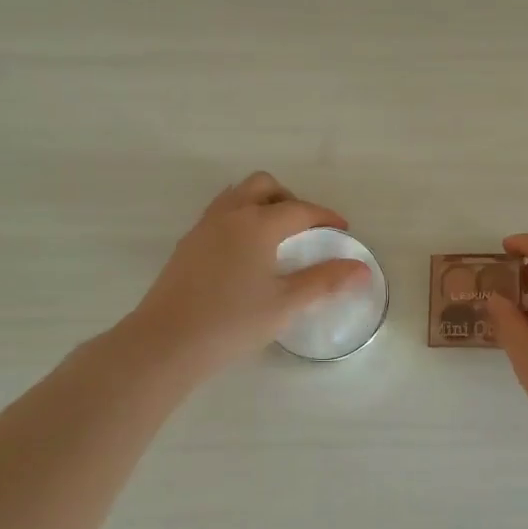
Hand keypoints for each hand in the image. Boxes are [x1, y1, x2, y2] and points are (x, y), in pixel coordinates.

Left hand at [127, 172, 369, 378]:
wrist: (166, 343)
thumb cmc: (232, 322)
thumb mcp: (286, 304)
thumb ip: (325, 281)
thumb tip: (362, 268)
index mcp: (257, 224)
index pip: (299, 209)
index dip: (325, 216)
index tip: (342, 229)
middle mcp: (229, 215)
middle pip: (263, 186)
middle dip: (289, 198)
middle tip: (305, 227)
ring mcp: (203, 228)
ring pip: (236, 195)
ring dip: (261, 203)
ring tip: (275, 235)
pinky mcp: (186, 246)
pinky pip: (219, 214)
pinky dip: (240, 218)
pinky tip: (245, 254)